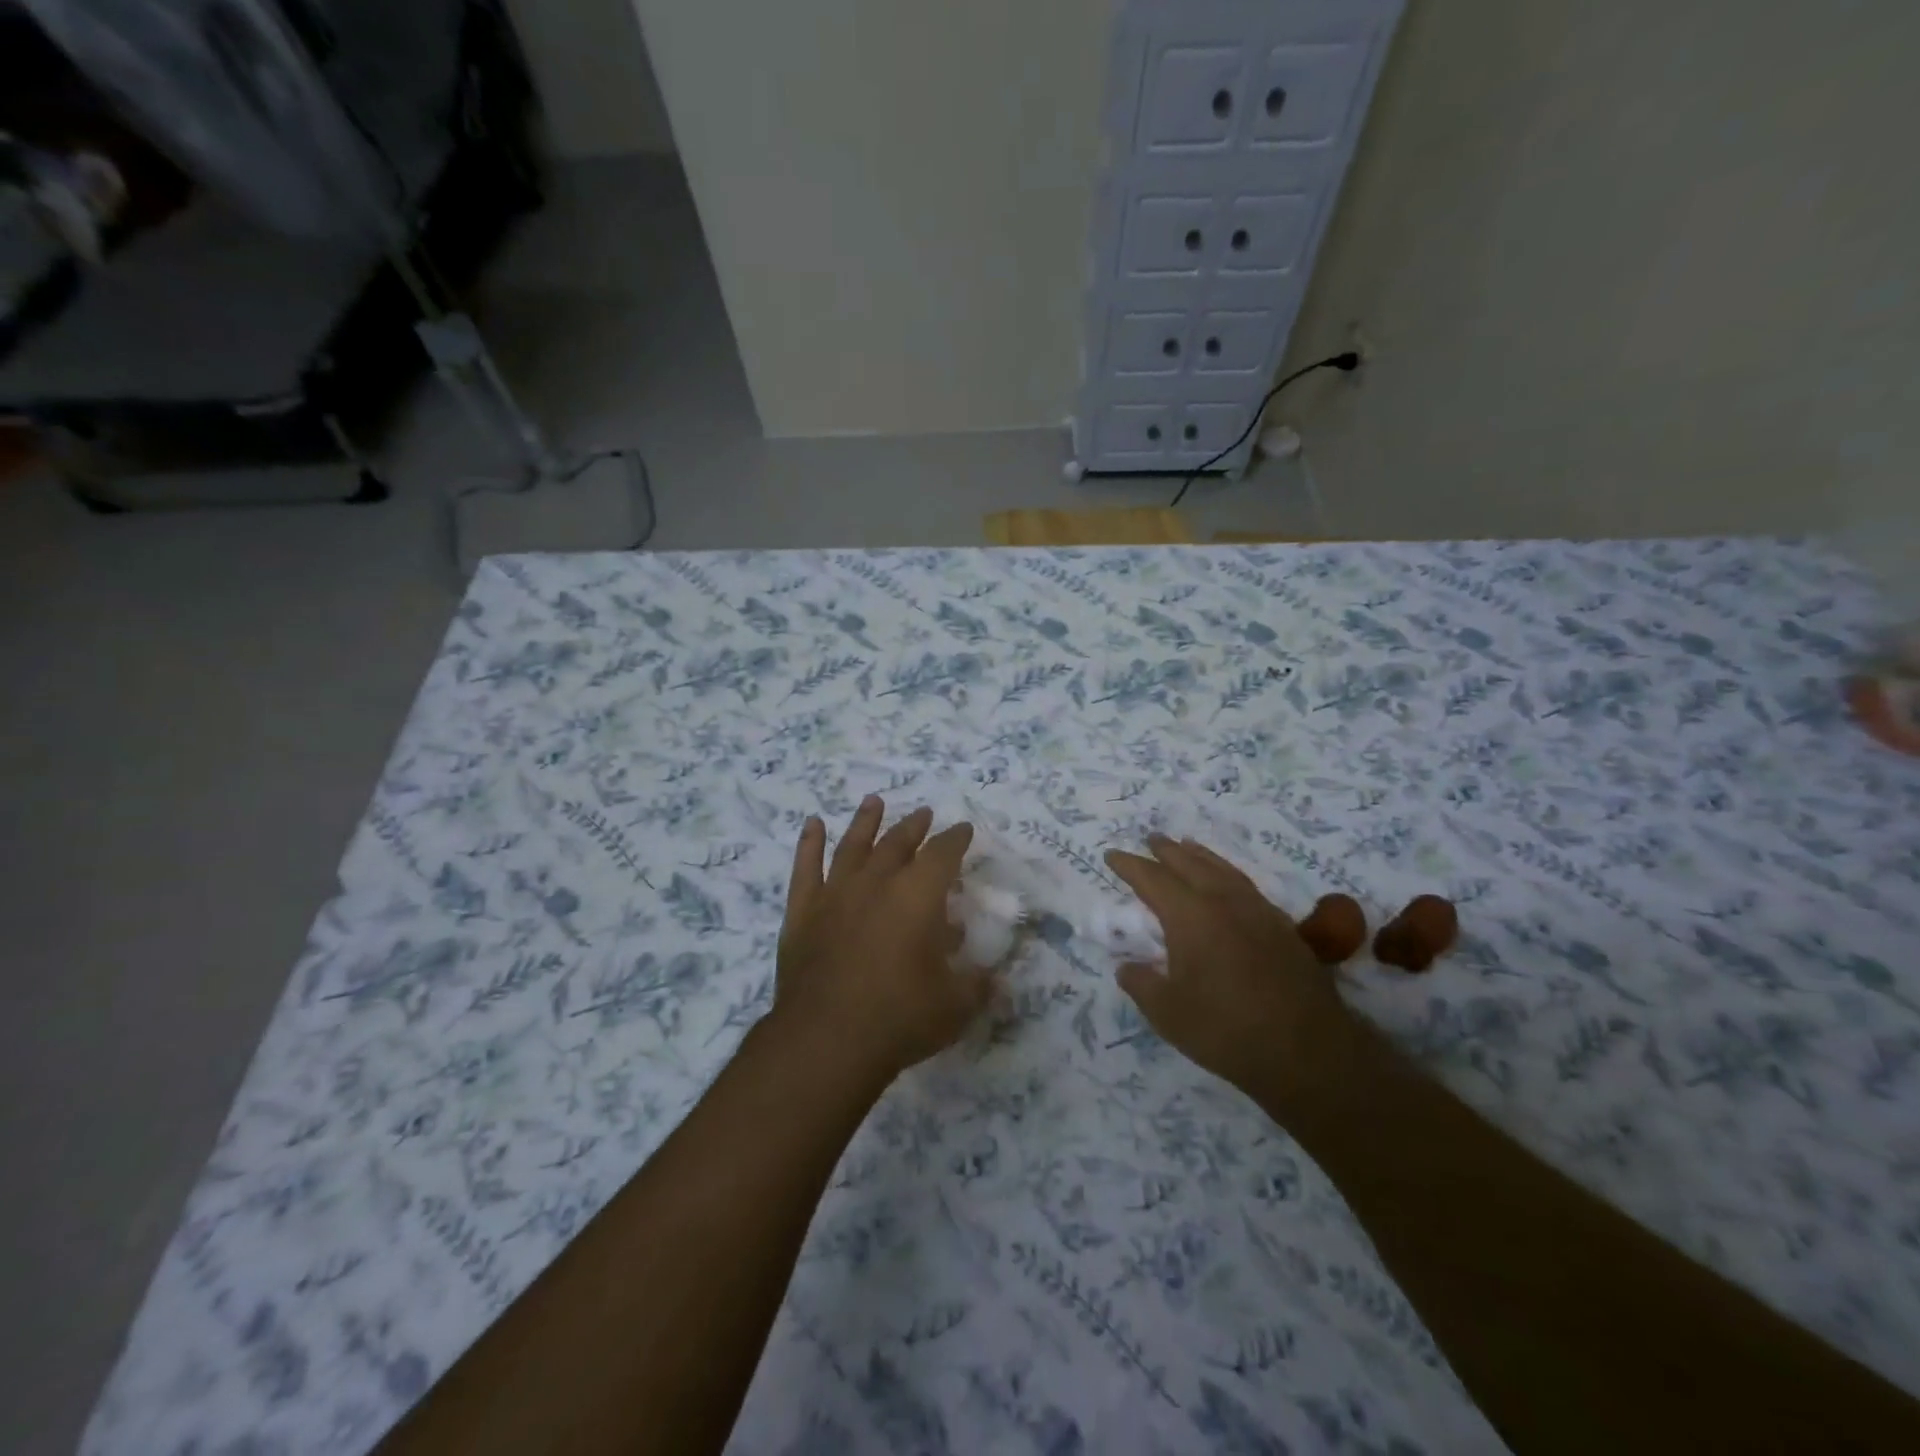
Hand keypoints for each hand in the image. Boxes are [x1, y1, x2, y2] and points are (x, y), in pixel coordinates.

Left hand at [773, 796, 995, 1081]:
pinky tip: (813, 825)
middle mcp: (878, 882)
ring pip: (853, 845)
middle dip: (915, 826)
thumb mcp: (956, 1005)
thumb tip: (997, 976)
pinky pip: (806, 868)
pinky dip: (809, 844)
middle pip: (898, 842)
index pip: (943, 854)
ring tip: (874, 801)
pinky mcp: (803, 912)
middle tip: (924, 813)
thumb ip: (979, 984)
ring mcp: (836, 893)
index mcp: (919, 895)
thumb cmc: (900, 1017)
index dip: (956, 839)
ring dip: (865, 821)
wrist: (826, 1039)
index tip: (963, 829)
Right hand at [1105, 836, 1354, 1107]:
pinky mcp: (1283, 927)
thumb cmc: (1227, 1030)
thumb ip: (1142, 984)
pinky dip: (1227, 874)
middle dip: (1166, 851)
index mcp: (1190, 916)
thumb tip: (1126, 968)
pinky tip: (1228, 884)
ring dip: (1200, 856)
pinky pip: (1246, 885)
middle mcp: (1224, 902)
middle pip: (1190, 864)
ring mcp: (1258, 911)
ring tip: (1187, 846)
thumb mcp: (1168, 1014)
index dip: (1129, 866)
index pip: (1152, 879)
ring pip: (1223, 870)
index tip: (1112, 855)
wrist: (1308, 1051)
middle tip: (1150, 839)